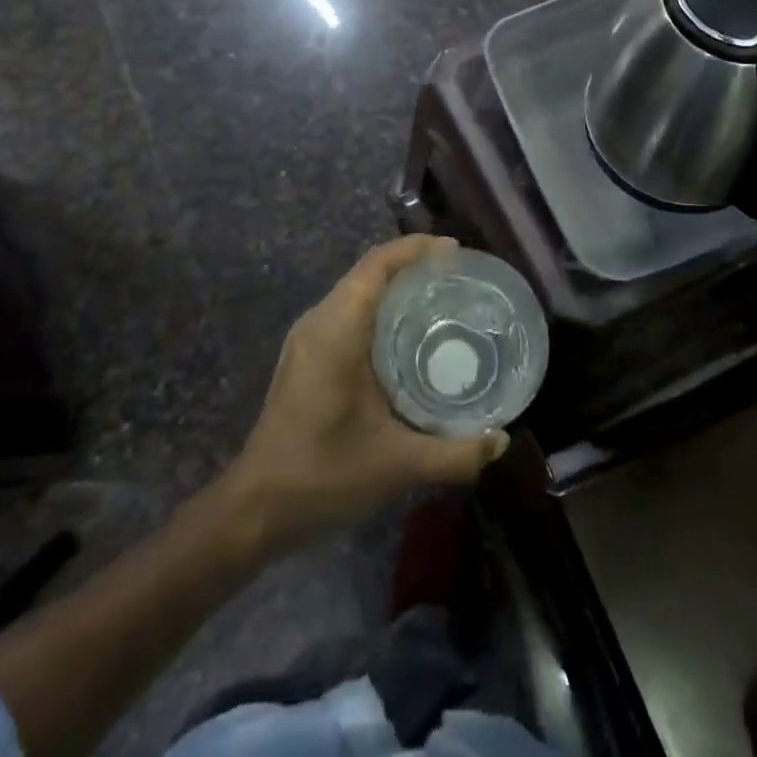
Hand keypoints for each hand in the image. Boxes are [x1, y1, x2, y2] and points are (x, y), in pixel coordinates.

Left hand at [222, 235, 509, 553]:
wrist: (255, 508)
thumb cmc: (323, 476)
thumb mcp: (397, 467)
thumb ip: (454, 454)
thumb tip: (501, 441)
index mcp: (336, 331)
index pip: (375, 266)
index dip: (415, 249)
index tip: (455, 251)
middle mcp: (318, 322)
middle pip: (367, 272)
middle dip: (411, 264)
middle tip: (457, 276)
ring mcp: (307, 338)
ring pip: (355, 291)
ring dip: (393, 285)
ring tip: (439, 297)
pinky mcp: (305, 355)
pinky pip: (346, 312)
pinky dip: (378, 308)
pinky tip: (406, 336)